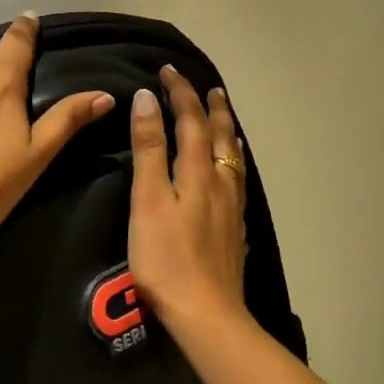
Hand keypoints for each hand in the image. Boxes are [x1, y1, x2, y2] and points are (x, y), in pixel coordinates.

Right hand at [128, 65, 250, 335]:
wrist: (206, 313)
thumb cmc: (166, 257)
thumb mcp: (148, 199)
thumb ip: (149, 149)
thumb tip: (147, 99)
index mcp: (198, 172)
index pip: (190, 120)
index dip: (180, 93)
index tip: (167, 70)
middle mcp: (220, 183)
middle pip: (220, 135)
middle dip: (210, 107)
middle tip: (208, 86)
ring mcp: (231, 207)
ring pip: (234, 157)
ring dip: (227, 131)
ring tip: (225, 117)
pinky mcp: (234, 229)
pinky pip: (237, 179)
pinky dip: (233, 160)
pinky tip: (230, 172)